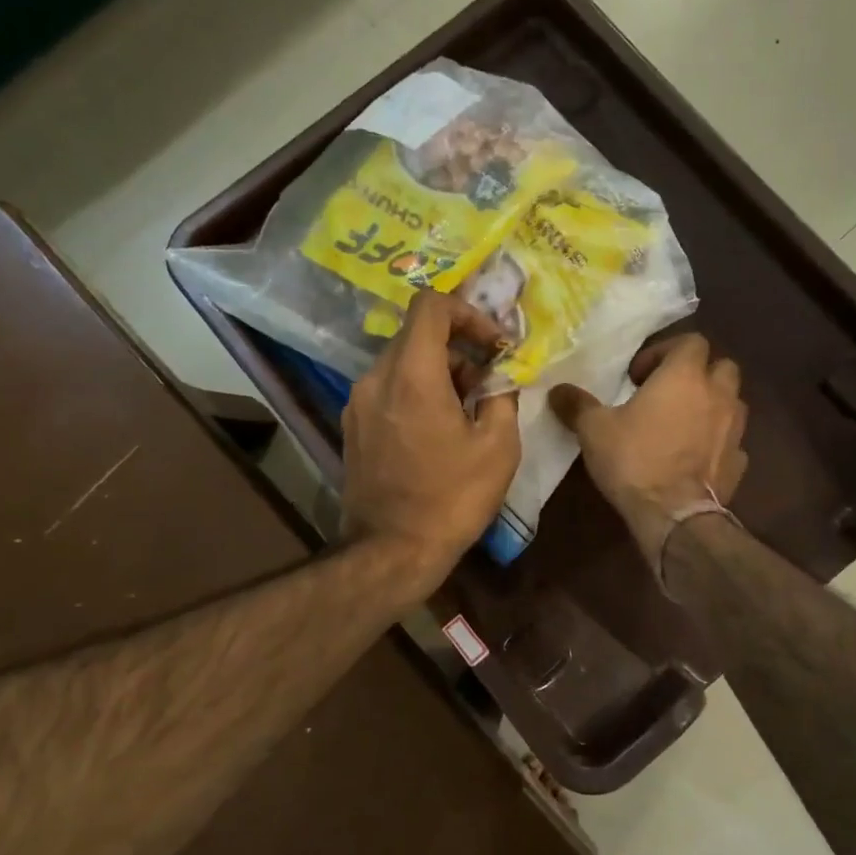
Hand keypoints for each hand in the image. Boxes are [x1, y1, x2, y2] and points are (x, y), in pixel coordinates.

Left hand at [341, 289, 521, 595]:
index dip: (468, 312)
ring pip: (403, 362)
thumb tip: (498, 378)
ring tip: (469, 408)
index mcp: (412, 374)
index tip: (493, 344)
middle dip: (460, 346)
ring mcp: (358, 402)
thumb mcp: (498, 446)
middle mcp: (376, 377)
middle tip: (490, 379)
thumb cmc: (452, 498)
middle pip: (418, 334)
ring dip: (440, 370)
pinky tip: (439, 428)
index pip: (431, 305)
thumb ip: (502, 396)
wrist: (392, 550)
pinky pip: (389, 389)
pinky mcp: (353, 425)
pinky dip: (417, 391)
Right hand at [550, 334, 747, 567]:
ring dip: (711, 405)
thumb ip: (577, 405)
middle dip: (698, 374)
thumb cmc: (635, 461)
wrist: (675, 515)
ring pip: (732, 402)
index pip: (692, 341)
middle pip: (722, 366)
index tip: (640, 376)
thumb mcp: (594, 430)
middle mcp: (718, 395)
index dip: (666, 351)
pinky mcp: (740, 461)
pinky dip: (717, 442)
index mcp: (684, 376)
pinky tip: (694, 458)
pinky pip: (732, 440)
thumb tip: (557, 390)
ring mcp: (735, 429)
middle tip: (667, 394)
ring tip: (682, 424)